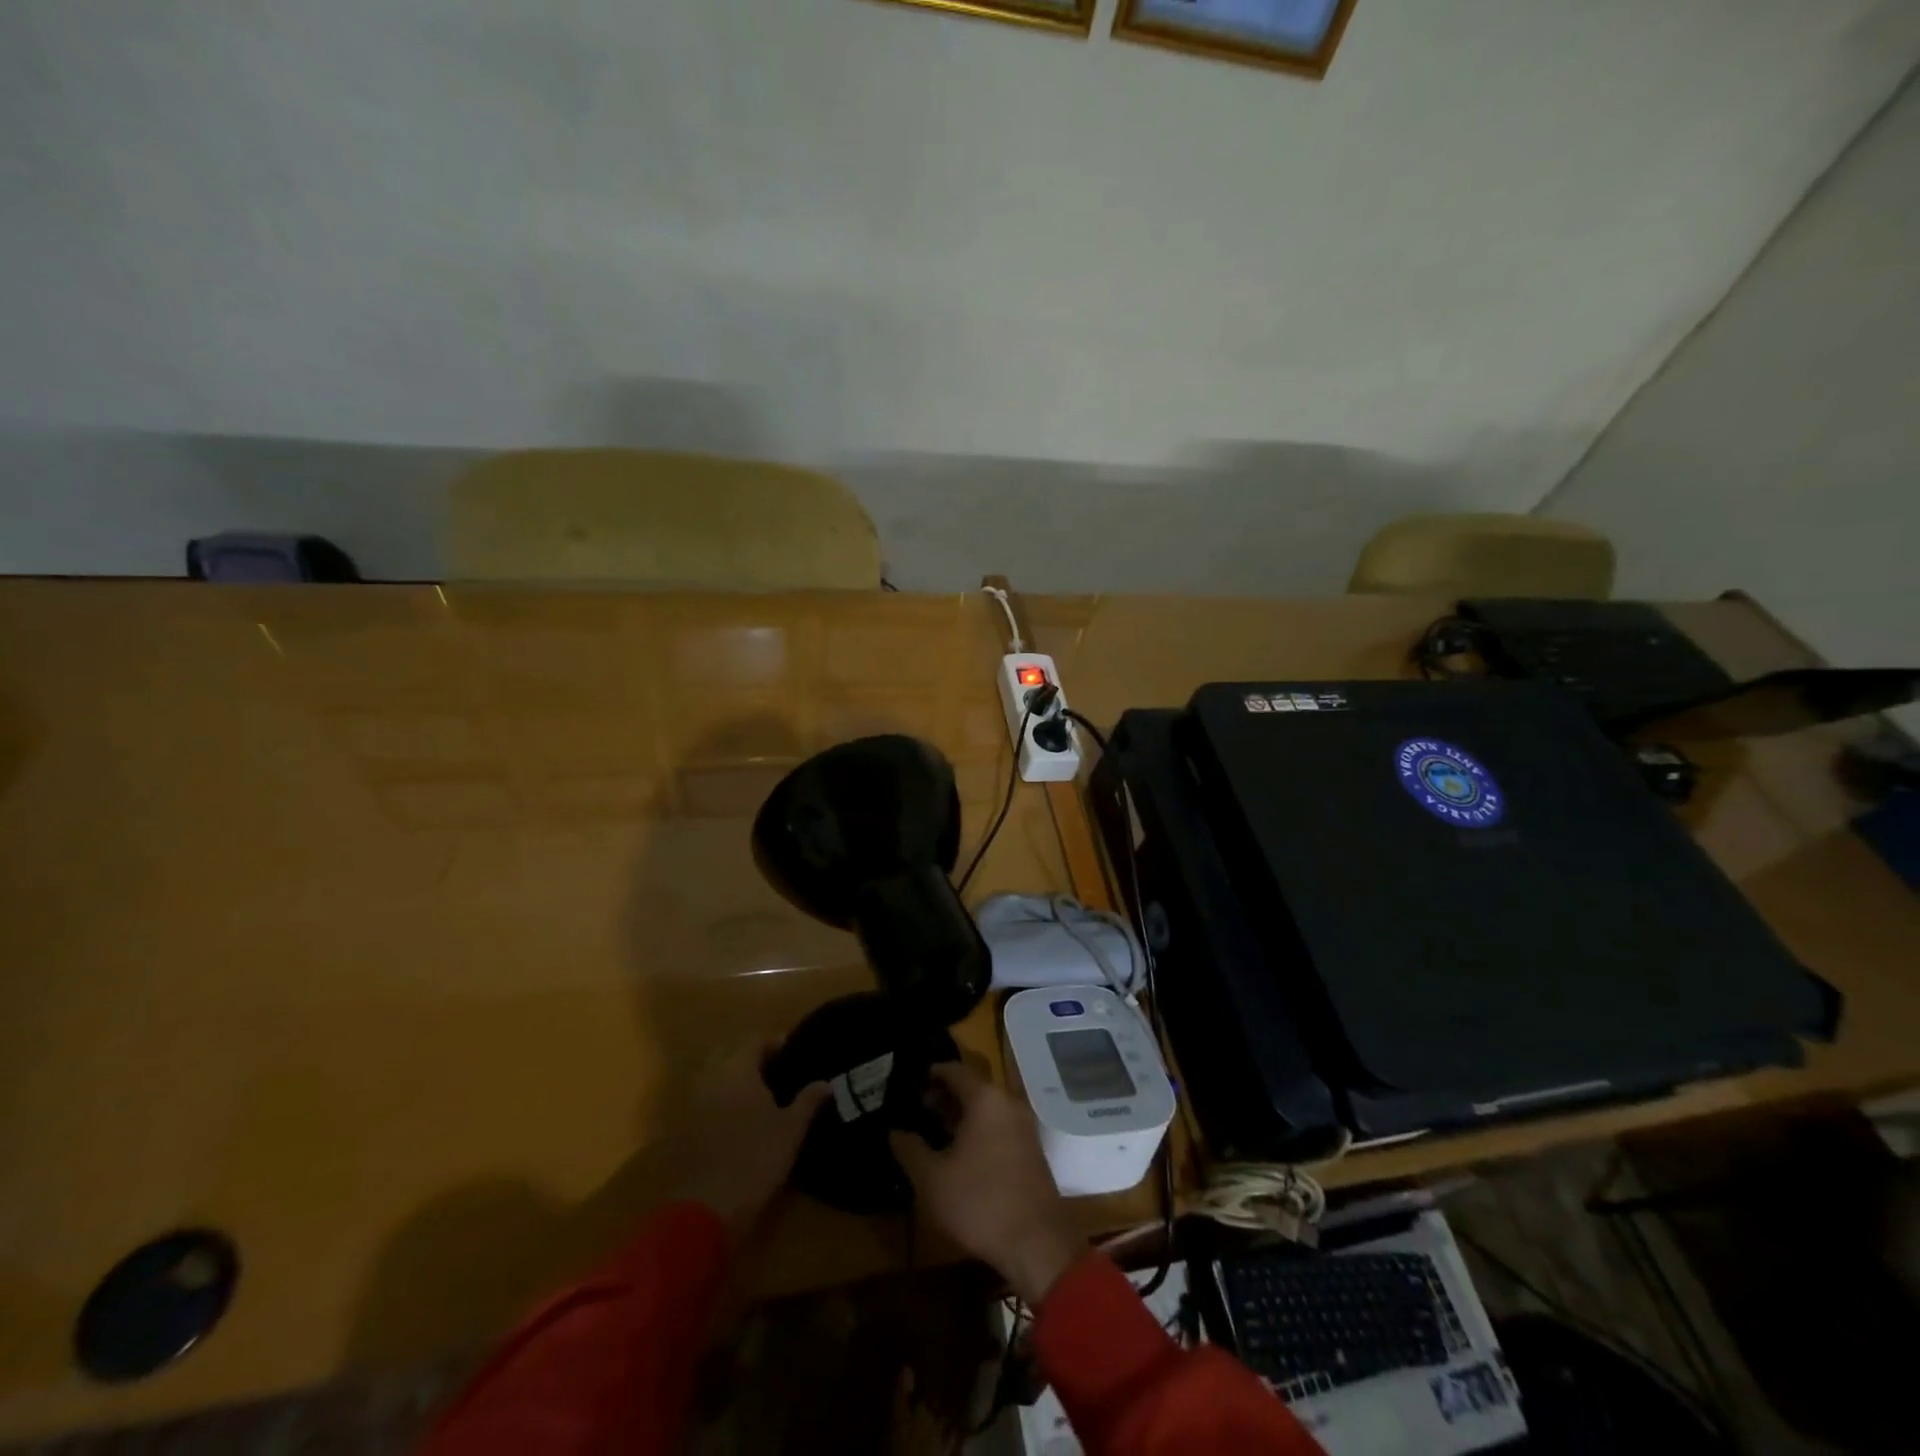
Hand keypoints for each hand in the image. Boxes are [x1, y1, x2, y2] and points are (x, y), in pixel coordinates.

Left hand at [676, 1042, 828, 1233]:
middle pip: (730, 1051)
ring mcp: (696, 1101)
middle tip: (776, 1067)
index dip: (773, 1042)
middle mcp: (713, 1078)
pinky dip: (722, 1093)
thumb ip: (808, 1101)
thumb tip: (826, 1082)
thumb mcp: (791, 1129)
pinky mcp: (688, 1125)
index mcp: (738, 1071)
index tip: (792, 1051)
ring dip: (734, 1072)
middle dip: (751, 1054)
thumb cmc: (757, 1159)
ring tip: (759, 1089)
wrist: (709, 1206)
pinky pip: (706, 1094)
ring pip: (714, 1072)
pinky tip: (739, 1112)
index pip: (753, 1041)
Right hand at [889, 1063, 1084, 1305]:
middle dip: (943, 1095)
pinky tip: (958, 1150)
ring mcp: (1022, 1125)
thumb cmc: (980, 1202)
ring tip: (932, 1129)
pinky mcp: (1030, 1148)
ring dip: (960, 1113)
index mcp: (985, 1099)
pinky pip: (998, 1124)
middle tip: (916, 1108)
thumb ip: (910, 1149)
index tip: (909, 1083)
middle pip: (971, 1086)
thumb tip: (895, 1132)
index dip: (930, 1074)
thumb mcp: (932, 1179)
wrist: (1036, 1242)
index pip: (954, 1070)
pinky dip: (977, 1127)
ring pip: (986, 1107)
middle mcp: (1007, 1102)